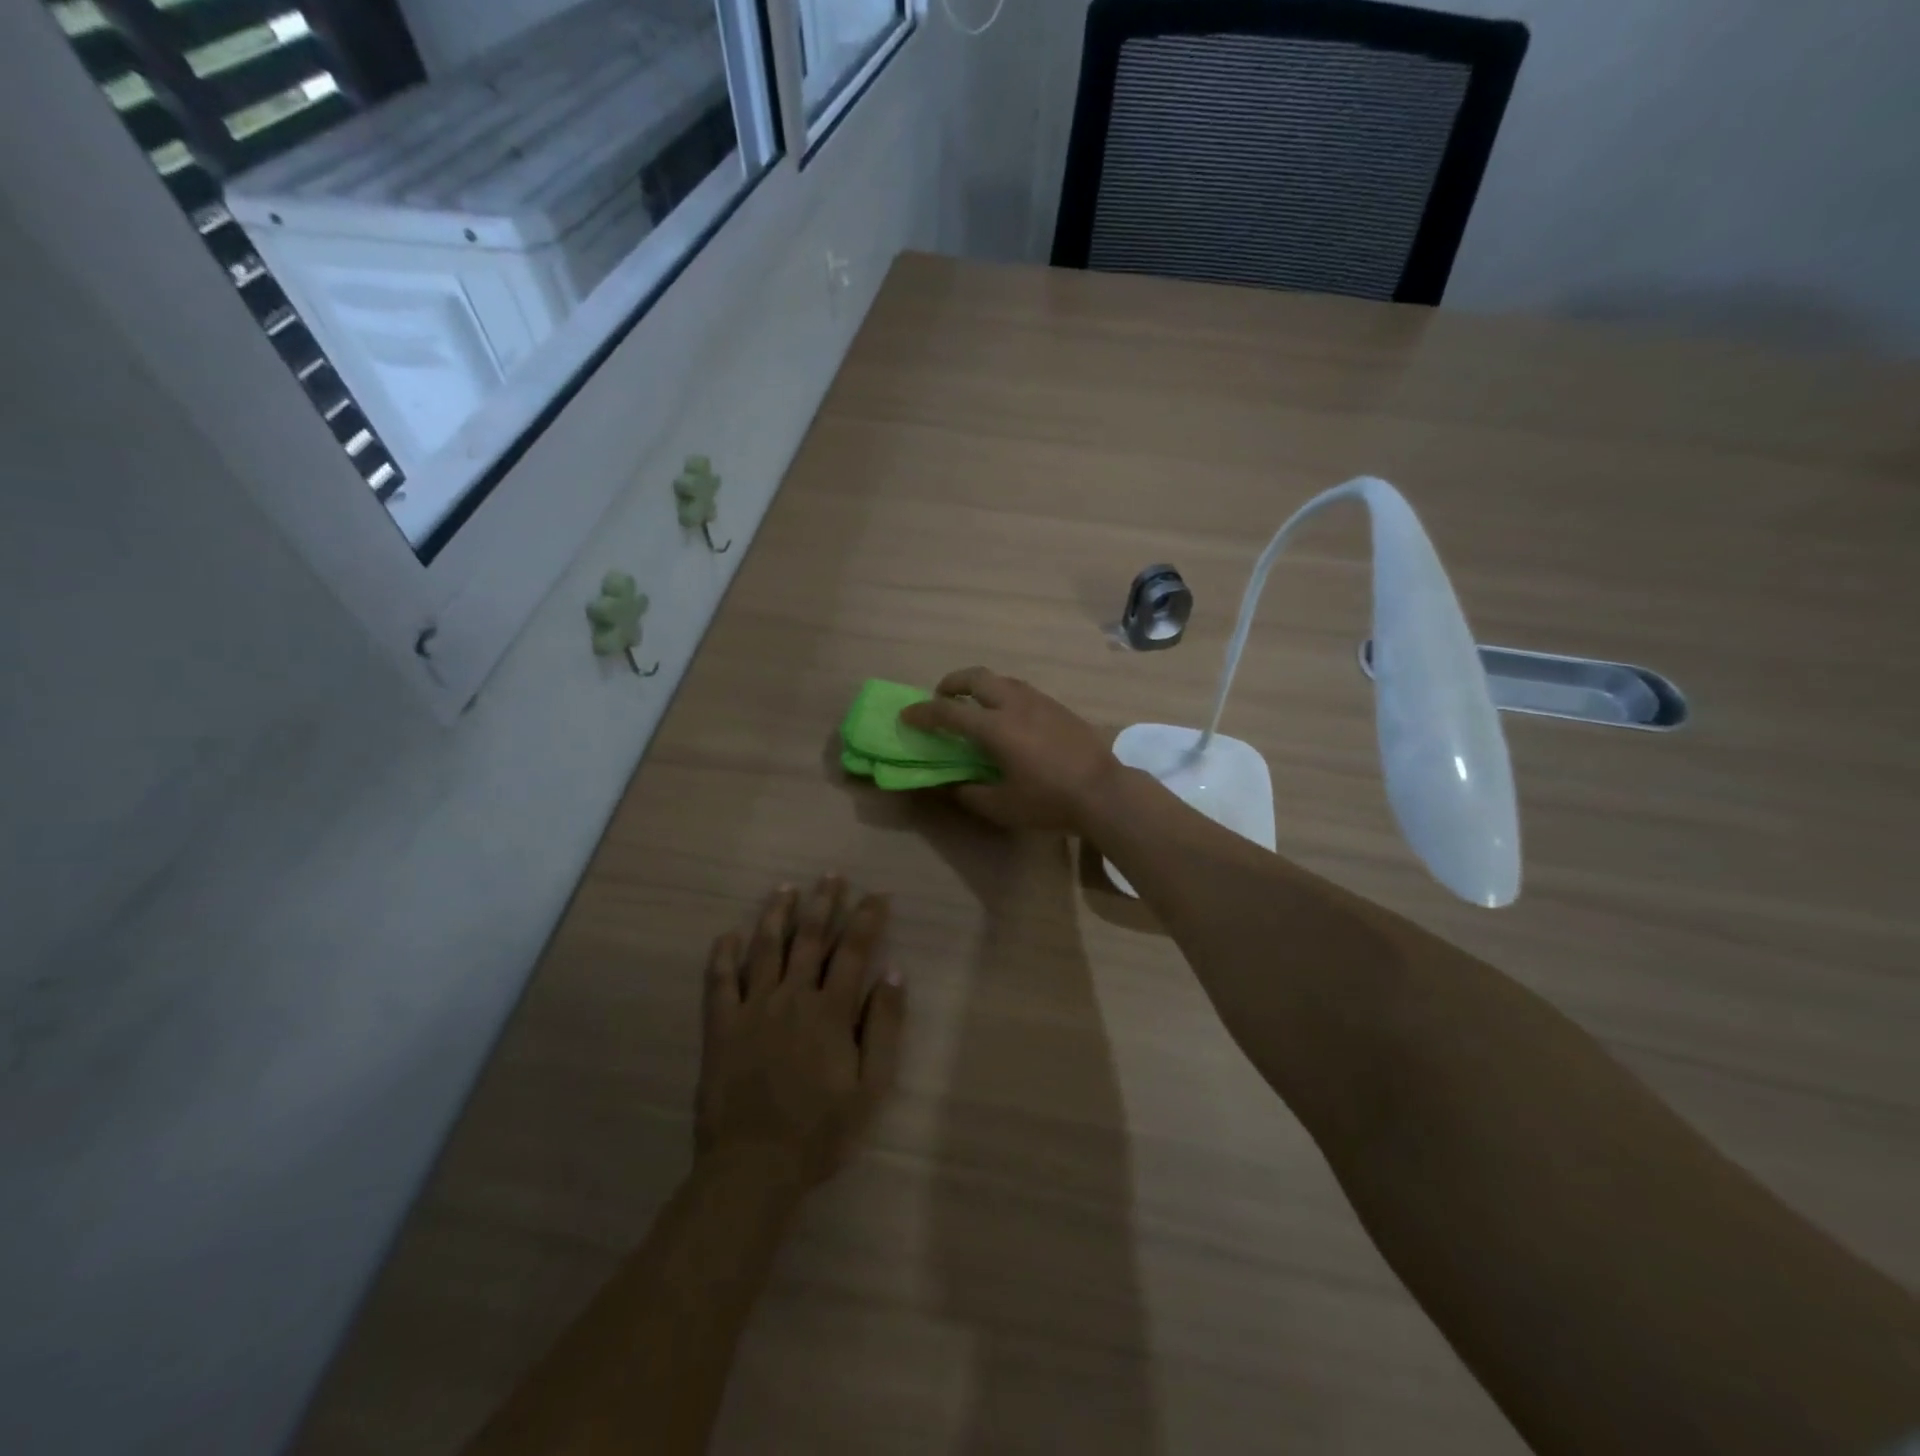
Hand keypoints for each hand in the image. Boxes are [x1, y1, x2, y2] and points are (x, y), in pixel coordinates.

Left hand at [696, 876, 904, 1190]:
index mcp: (831, 1011)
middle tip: (830, 875)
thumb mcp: (870, 1087)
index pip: (853, 951)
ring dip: (776, 914)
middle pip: (809, 939)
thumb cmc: (821, 1131)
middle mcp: (792, 998)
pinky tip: (727, 935)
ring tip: (785, 888)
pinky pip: (719, 982)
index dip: (867, 918)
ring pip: (765, 949)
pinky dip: (723, 955)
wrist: (754, 1166)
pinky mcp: (721, 1027)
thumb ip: (885, 1028)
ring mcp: (752, 1009)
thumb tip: (895, 974)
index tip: (877, 894)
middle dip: (823, 903)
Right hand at [898, 667, 1118, 833]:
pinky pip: (1020, 689)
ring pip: (1001, 679)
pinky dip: (1002, 693)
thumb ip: (970, 794)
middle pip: (976, 678)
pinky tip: (1007, 714)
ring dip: (979, 685)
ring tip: (973, 703)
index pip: (949, 712)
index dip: (923, 713)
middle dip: (952, 682)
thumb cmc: (1049, 800)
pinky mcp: (1057, 706)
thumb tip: (952, 785)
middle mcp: (1014, 704)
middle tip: (940, 696)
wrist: (1103, 791)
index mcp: (995, 728)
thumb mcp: (1002, 806)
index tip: (906, 715)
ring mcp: (1039, 701)